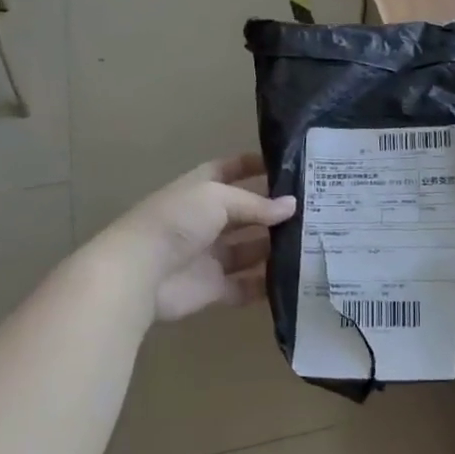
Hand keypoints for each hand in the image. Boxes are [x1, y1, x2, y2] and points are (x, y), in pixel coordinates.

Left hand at [103, 153, 296, 322]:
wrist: (140, 273)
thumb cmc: (176, 221)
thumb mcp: (217, 198)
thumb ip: (255, 204)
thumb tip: (292, 206)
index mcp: (200, 189)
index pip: (229, 170)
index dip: (252, 165)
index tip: (286, 166)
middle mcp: (206, 220)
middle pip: (245, 213)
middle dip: (273, 211)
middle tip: (314, 210)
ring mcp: (209, 255)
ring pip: (249, 249)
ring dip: (275, 247)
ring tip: (315, 242)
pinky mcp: (213, 288)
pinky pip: (245, 285)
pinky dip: (266, 284)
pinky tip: (296, 278)